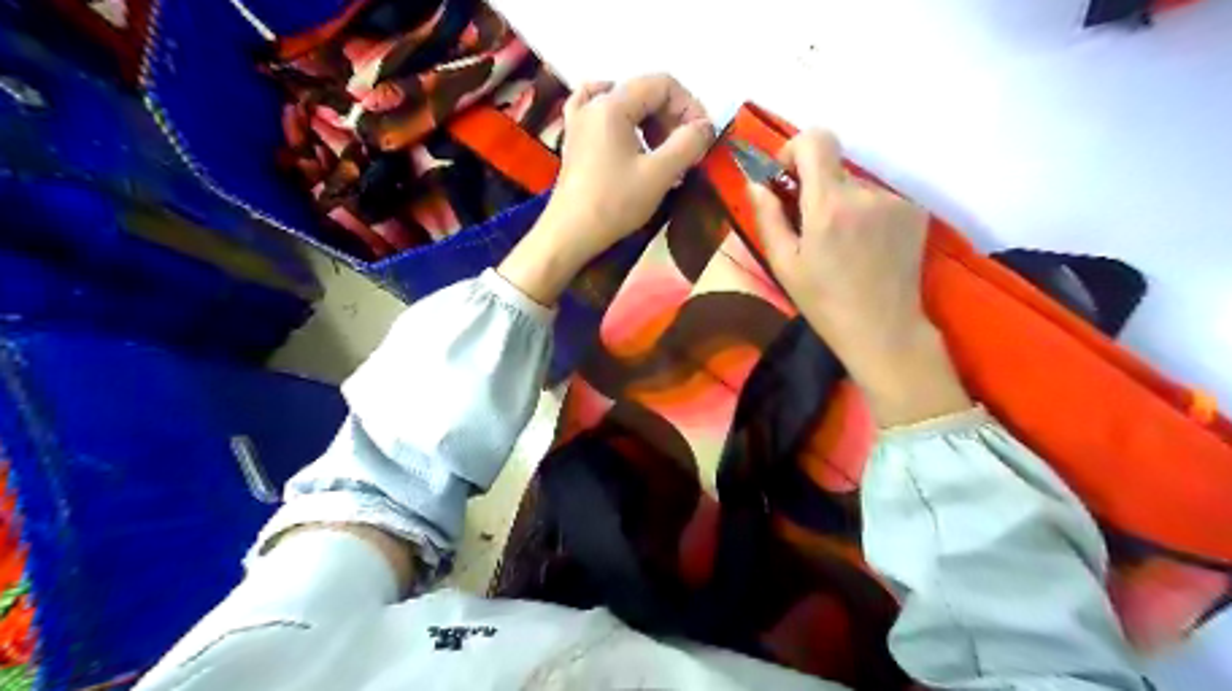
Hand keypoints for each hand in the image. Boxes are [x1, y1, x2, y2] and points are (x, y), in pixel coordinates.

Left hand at [496, 70, 713, 304]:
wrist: (570, 234)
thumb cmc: (614, 203)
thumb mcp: (659, 174)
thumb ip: (688, 144)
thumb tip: (706, 127)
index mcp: (612, 104)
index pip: (662, 84)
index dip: (690, 106)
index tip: (702, 138)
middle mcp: (593, 103)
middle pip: (644, 93)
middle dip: (672, 118)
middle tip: (686, 152)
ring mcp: (579, 121)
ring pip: (625, 105)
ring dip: (652, 124)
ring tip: (664, 154)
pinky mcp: (574, 141)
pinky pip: (600, 115)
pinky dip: (621, 121)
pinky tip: (628, 135)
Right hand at [752, 129, 971, 427]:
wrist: (883, 330)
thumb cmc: (824, 302)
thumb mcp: (784, 264)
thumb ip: (768, 217)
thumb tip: (756, 183)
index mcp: (829, 204)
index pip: (816, 139)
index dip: (796, 149)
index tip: (787, 178)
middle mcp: (866, 193)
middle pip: (834, 167)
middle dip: (817, 188)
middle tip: (811, 228)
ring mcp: (895, 201)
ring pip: (857, 185)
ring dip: (843, 204)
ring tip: (842, 246)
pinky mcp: (915, 212)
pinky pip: (879, 199)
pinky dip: (866, 214)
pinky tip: (865, 248)